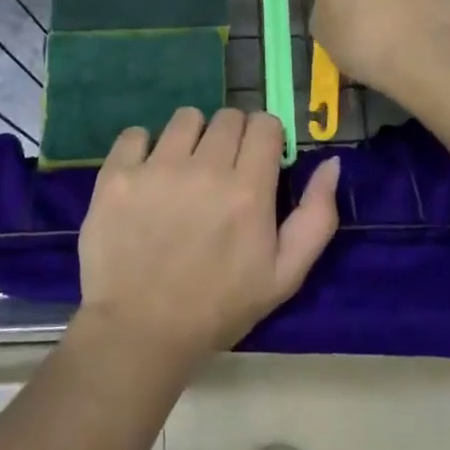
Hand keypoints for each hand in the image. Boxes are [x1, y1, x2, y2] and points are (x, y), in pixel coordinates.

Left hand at [77, 108, 339, 364]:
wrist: (140, 333)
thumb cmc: (218, 307)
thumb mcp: (284, 276)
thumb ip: (316, 217)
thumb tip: (331, 162)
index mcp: (248, 190)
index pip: (265, 123)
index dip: (265, 138)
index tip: (257, 160)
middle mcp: (205, 168)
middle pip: (228, 116)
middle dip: (231, 137)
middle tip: (220, 172)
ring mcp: (157, 168)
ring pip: (185, 117)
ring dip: (191, 137)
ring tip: (183, 171)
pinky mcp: (117, 174)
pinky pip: (136, 133)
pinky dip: (143, 148)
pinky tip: (145, 177)